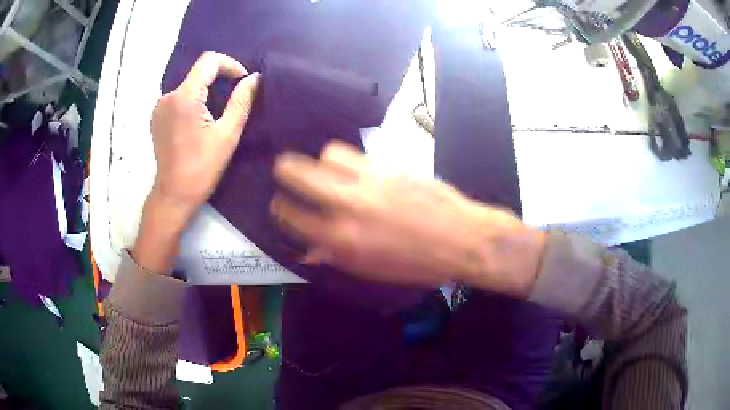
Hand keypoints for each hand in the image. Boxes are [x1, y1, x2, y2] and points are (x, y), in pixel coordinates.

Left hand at [133, 52, 259, 273]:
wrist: (173, 195)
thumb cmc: (202, 168)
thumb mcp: (227, 134)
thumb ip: (241, 101)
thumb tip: (254, 78)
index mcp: (185, 97)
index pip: (209, 60)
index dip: (230, 64)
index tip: (242, 81)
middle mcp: (168, 96)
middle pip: (198, 71)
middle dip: (219, 78)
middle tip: (234, 97)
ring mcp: (159, 106)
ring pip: (189, 83)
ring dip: (206, 89)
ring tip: (218, 110)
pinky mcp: (157, 116)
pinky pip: (179, 96)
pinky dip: (194, 99)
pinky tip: (200, 119)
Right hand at [271, 141, 546, 296]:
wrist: (462, 238)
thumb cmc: (418, 264)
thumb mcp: (372, 270)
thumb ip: (336, 256)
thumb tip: (310, 249)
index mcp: (342, 240)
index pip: (293, 217)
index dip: (280, 209)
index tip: (280, 205)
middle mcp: (348, 205)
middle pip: (298, 174)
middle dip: (285, 171)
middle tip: (283, 171)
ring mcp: (369, 180)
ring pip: (327, 155)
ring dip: (320, 162)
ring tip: (326, 169)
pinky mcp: (388, 165)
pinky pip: (355, 152)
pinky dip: (345, 158)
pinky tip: (352, 167)